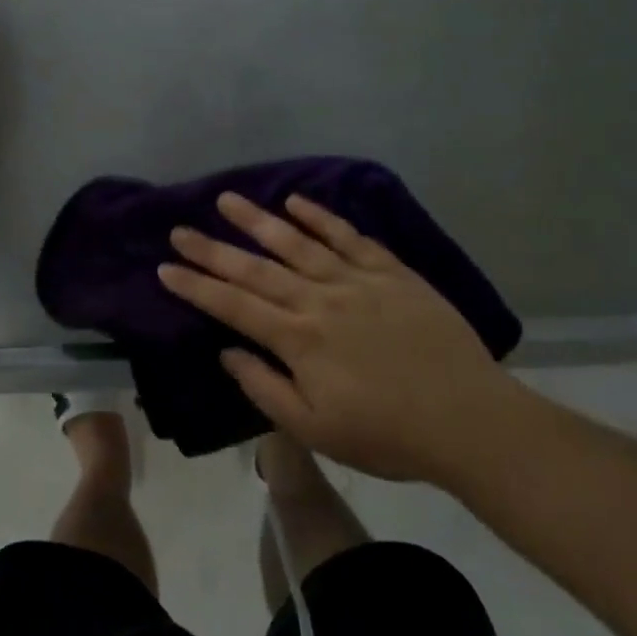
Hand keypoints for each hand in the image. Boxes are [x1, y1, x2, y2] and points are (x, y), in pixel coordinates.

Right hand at [158, 191, 528, 486]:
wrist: (470, 420)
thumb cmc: (389, 435)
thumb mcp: (317, 431)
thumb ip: (266, 390)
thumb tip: (227, 352)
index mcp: (298, 340)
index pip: (234, 306)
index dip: (197, 286)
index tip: (166, 268)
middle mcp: (318, 300)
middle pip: (255, 268)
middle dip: (212, 249)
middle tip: (180, 229)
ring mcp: (355, 280)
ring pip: (296, 242)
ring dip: (257, 220)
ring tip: (226, 200)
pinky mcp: (389, 272)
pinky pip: (348, 236)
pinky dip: (320, 216)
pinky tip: (296, 201)